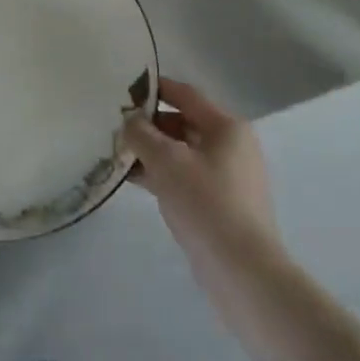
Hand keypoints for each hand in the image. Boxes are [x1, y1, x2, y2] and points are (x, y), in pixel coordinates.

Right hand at [125, 78, 279, 283]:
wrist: (243, 272)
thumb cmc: (206, 203)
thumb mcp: (166, 161)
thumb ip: (142, 134)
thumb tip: (129, 120)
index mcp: (227, 127)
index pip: (186, 95)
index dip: (155, 88)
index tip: (125, 88)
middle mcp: (233, 146)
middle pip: (185, 123)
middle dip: (150, 124)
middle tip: (116, 126)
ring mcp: (230, 177)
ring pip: (183, 152)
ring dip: (153, 151)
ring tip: (118, 153)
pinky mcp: (223, 204)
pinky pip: (187, 177)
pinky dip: (163, 174)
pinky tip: (135, 179)